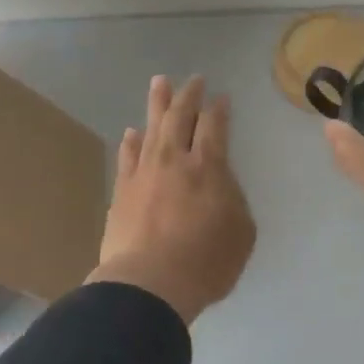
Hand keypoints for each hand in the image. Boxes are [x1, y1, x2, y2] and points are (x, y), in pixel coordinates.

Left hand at [87, 75, 256, 324]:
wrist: (148, 284)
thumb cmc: (206, 262)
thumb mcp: (241, 233)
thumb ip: (234, 201)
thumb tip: (220, 187)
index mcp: (209, 167)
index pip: (215, 126)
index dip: (219, 109)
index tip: (222, 97)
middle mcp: (174, 160)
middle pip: (180, 117)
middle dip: (189, 95)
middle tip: (193, 79)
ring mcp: (144, 173)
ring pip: (151, 128)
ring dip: (157, 104)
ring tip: (159, 83)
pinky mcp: (122, 192)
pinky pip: (128, 157)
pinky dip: (131, 142)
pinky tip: (132, 133)